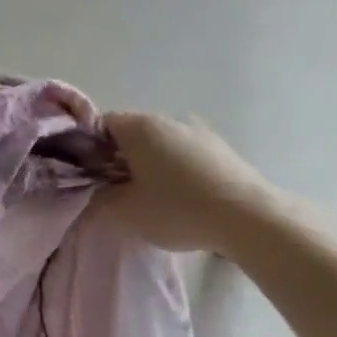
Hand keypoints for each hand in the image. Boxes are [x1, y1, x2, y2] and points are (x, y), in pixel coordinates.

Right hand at [97, 112, 277, 253]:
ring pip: (159, 144)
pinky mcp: (220, 148)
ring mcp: (198, 131)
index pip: (100, 125)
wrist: (247, 217)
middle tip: (115, 191)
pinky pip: (184, 154)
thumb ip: (99, 198)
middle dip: (118, 158)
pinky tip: (180, 197)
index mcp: (139, 126)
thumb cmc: (176, 209)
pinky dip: (174, 169)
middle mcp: (168, 119)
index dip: (88, 149)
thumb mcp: (124, 211)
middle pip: (131, 133)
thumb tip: (95, 191)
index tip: (89, 176)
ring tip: (150, 197)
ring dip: (148, 164)